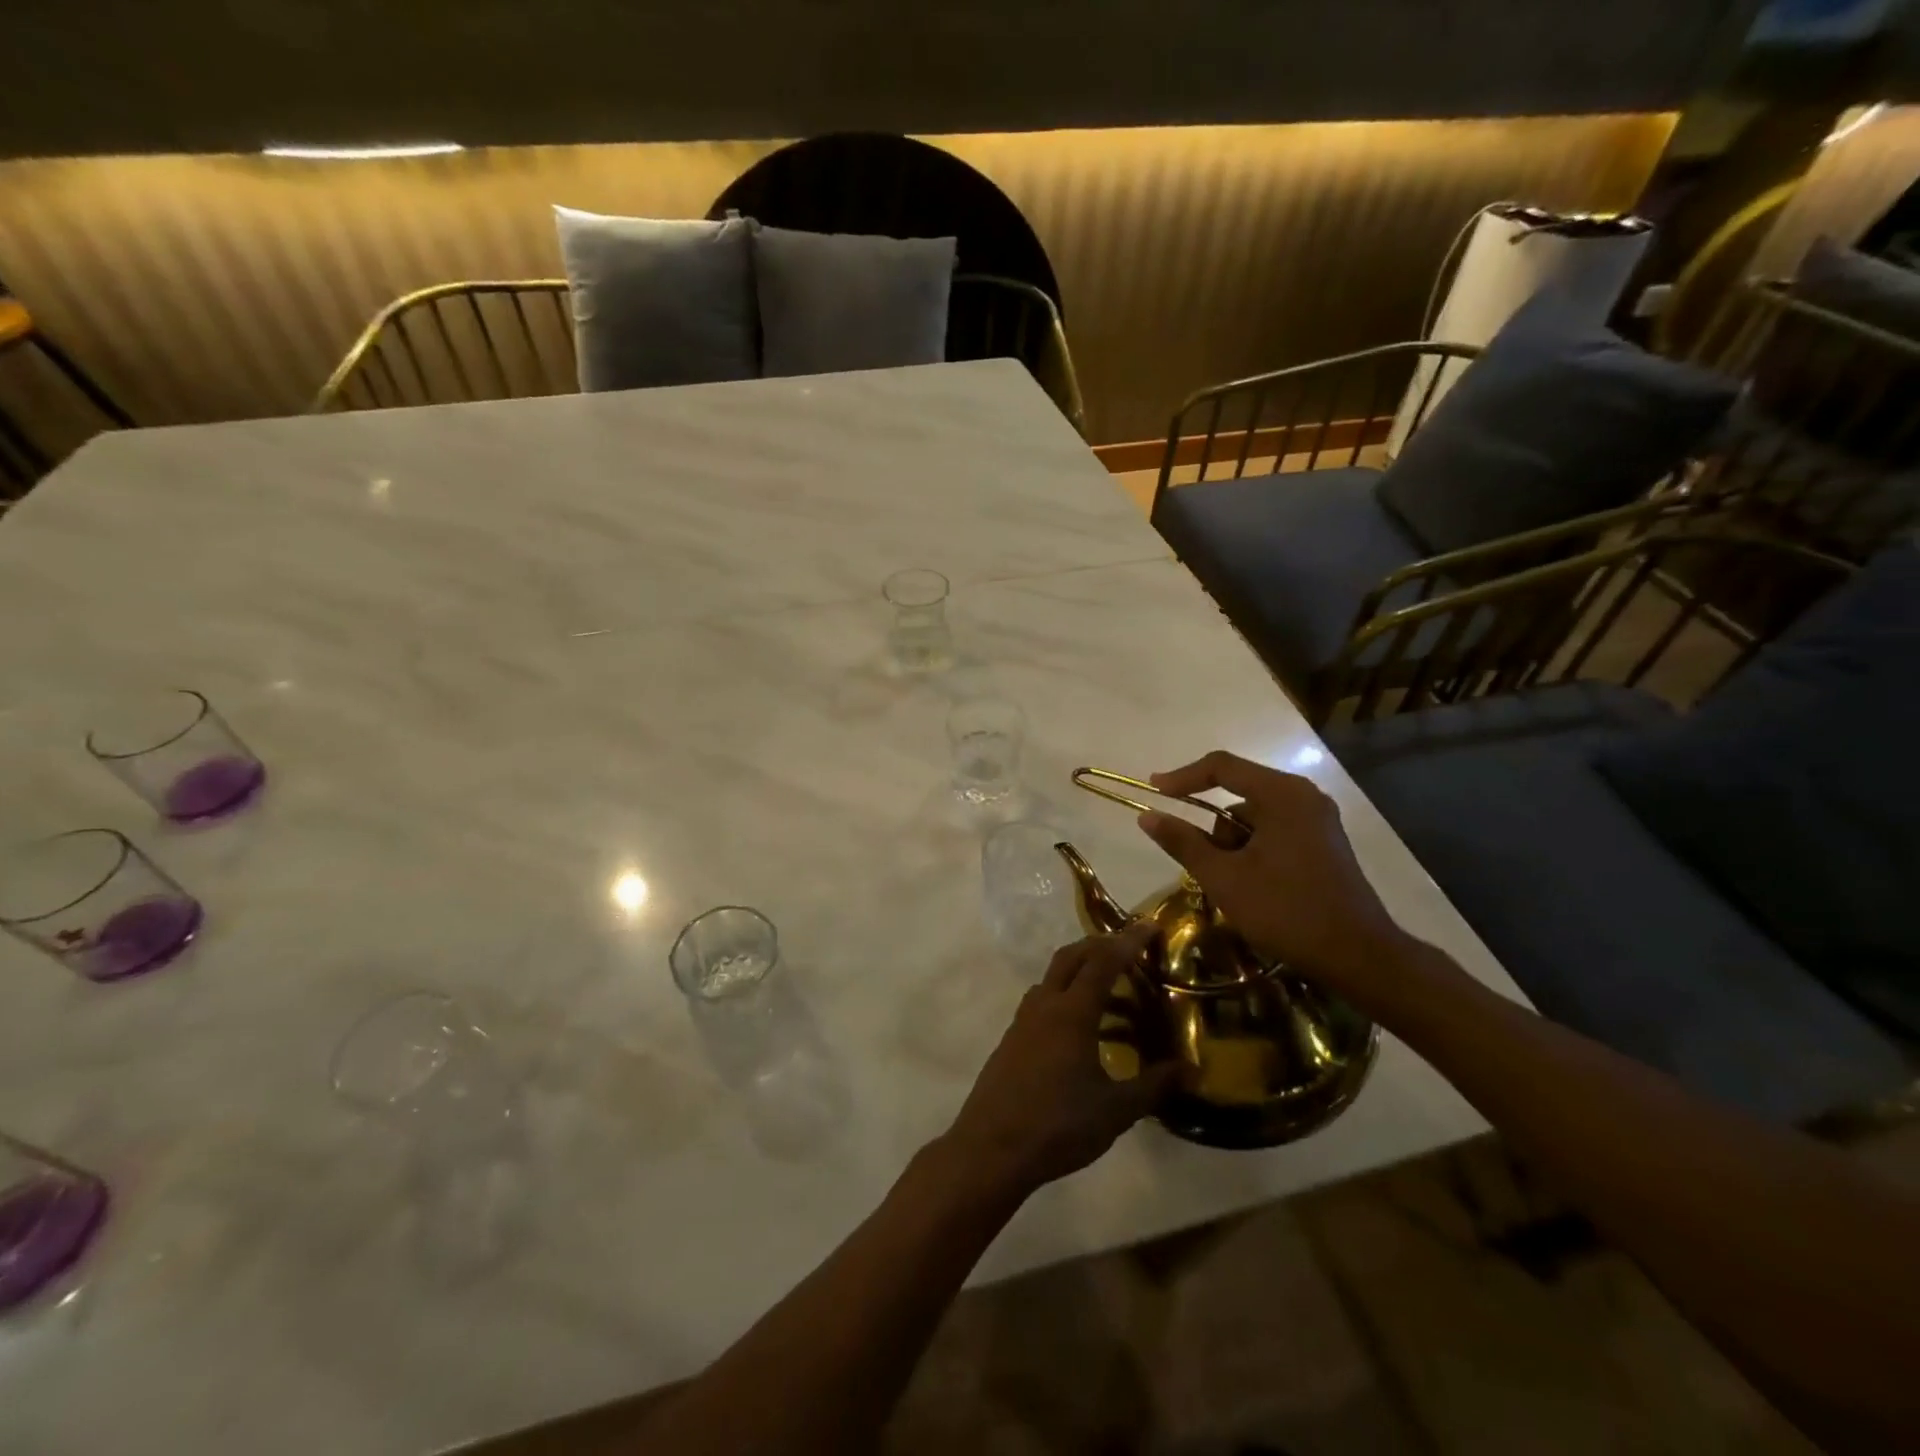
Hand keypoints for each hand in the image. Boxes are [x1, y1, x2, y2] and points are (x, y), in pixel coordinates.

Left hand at [944, 927, 1177, 1195]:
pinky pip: (1042, 1000)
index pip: (1103, 962)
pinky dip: (1064, 995)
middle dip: (1100, 945)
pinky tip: (1080, 1026)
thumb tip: (1193, 1069)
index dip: (1128, 941)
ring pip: (1053, 977)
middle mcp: (1045, 1005)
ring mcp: (1023, 1020)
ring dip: (1080, 970)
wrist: (992, 1147)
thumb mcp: (1116, 1110)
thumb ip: (1154, 1086)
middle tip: (1129, 949)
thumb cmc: (1058, 1125)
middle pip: (1071, 957)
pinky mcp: (1012, 1039)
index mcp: (1072, 1012)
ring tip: (1110, 989)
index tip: (1149, 925)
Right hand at [1136, 751, 1408, 999]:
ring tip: (1235, 887)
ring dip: (1234, 846)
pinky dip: (1254, 852)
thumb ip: (1182, 842)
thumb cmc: (1286, 911)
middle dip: (1214, 830)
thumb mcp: (1223, 877)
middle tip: (1206, 867)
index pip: (1221, 766)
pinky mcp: (1323, 841)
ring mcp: (1318, 819)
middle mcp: (1303, 796)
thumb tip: (1147, 815)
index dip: (1182, 776)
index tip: (1154, 791)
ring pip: (1254, 818)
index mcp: (1282, 794)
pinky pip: (1274, 831)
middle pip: (1238, 794)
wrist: (1358, 956)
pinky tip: (1255, 888)